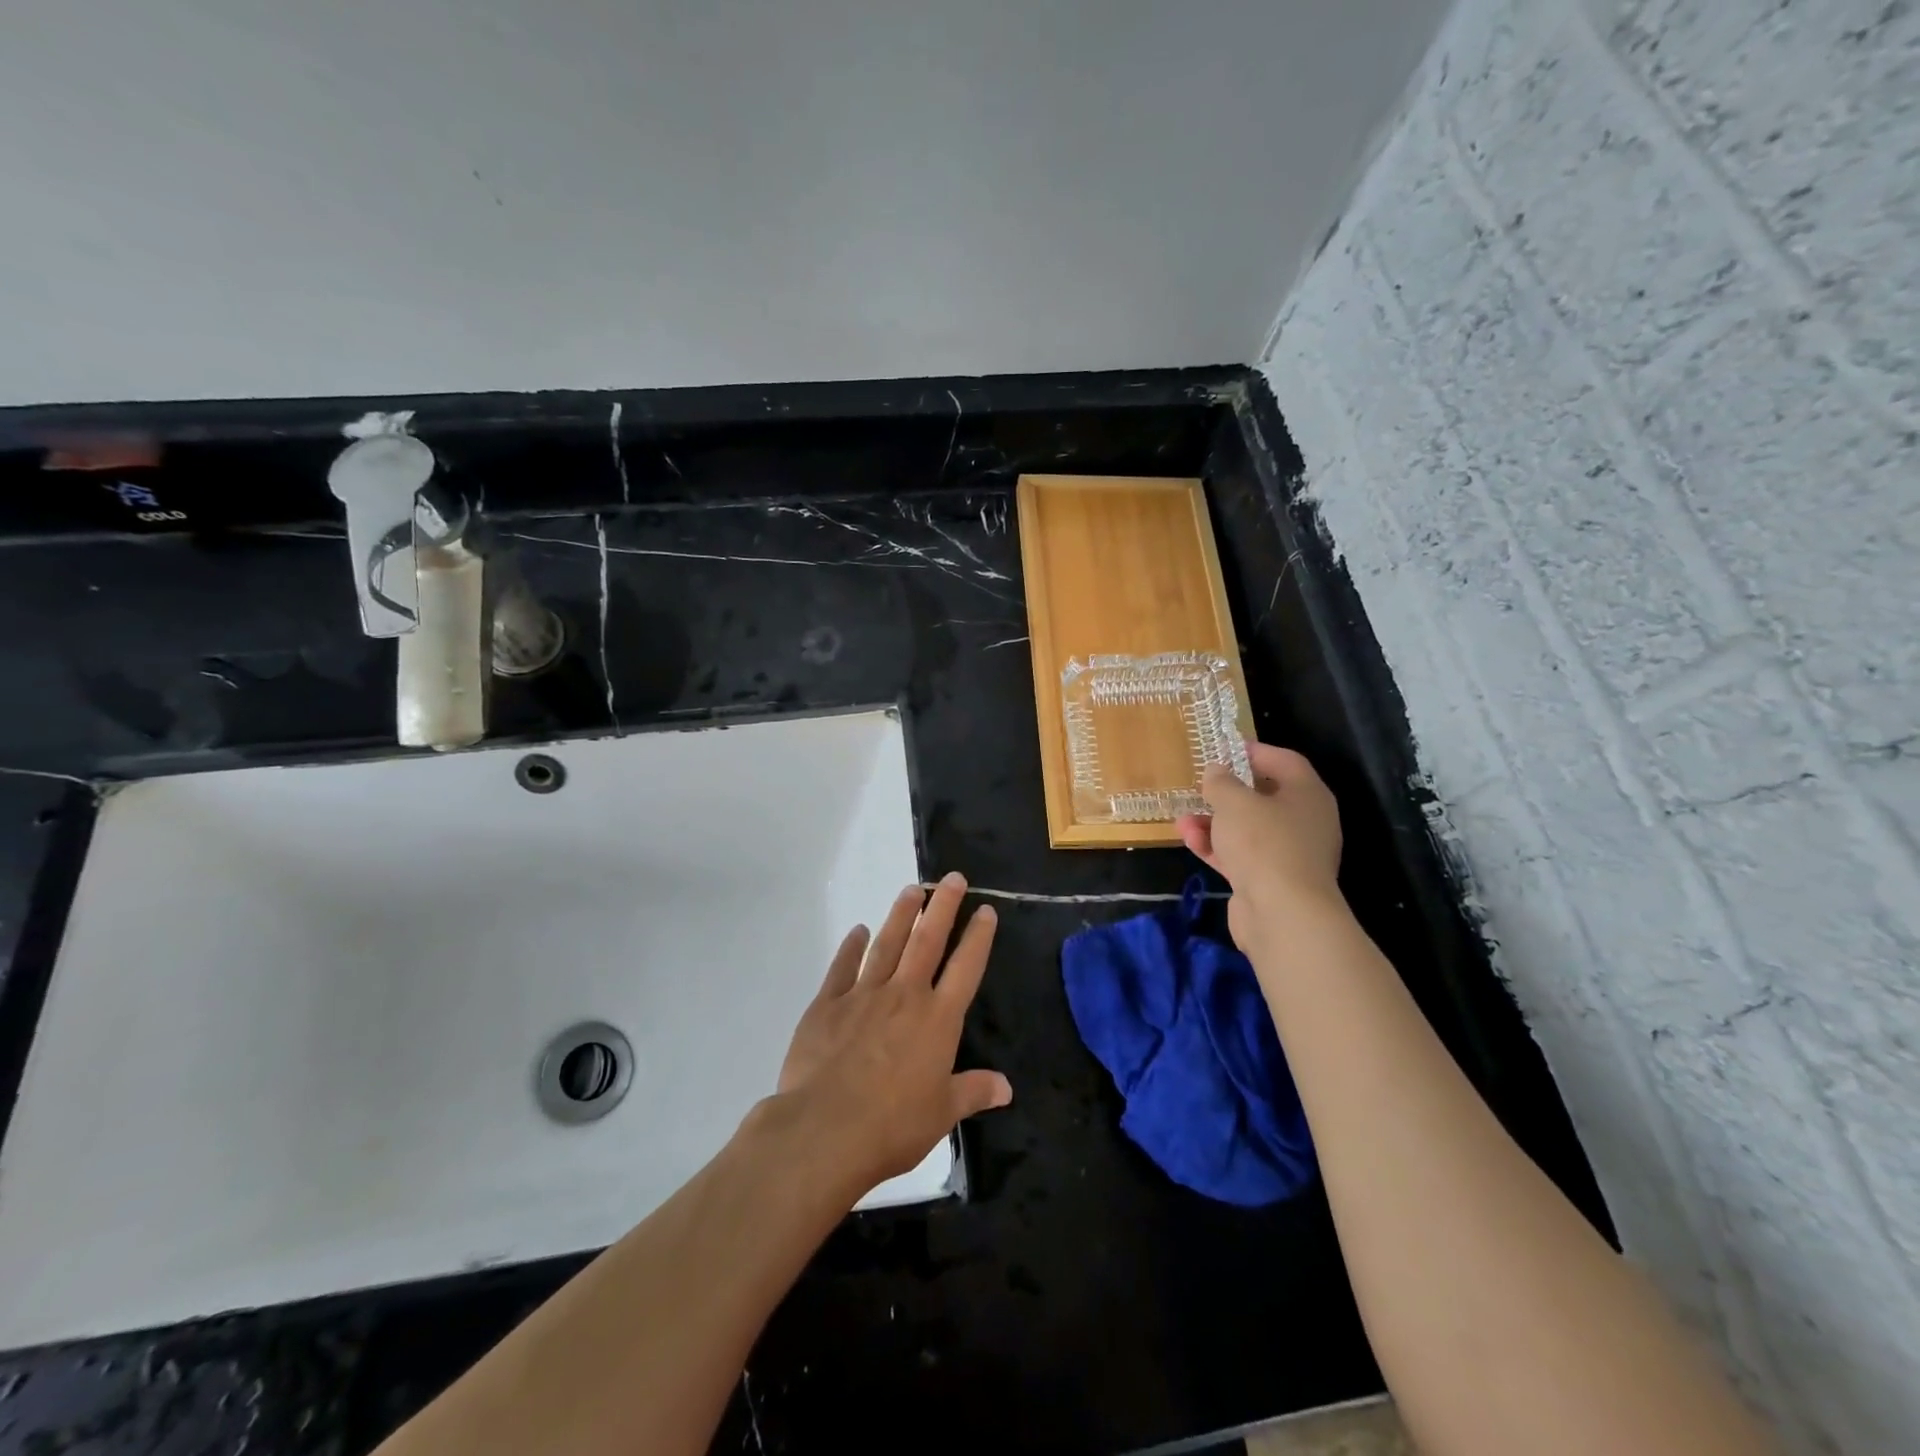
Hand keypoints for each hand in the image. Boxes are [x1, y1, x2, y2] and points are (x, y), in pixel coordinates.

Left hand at [775, 872, 1011, 1193]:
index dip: (978, 937)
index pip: (966, 968)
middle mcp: (905, 995)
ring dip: (901, 915)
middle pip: (928, 941)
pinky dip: (851, 947)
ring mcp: (864, 995)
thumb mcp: (942, 1114)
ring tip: (912, 890)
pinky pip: (843, 967)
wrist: (825, 1129)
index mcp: (937, 1019)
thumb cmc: (893, 1125)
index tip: (985, 910)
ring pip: (887, 944)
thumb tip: (1007, 1087)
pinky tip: (858, 931)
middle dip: (943, 907)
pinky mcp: (828, 1004)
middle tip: (952, 878)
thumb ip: (973, 1092)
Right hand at [1177, 741, 1345, 953]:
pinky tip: (1190, 841)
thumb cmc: (1263, 843)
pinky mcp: (1270, 881)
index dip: (1254, 751)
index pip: (1284, 761)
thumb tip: (1217, 771)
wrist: (1282, 914)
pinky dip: (1217, 848)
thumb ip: (1221, 782)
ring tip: (1183, 820)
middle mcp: (1304, 821)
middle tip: (1201, 786)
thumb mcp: (1234, 802)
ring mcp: (1289, 854)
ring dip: (1214, 823)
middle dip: (1226, 793)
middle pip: (1263, 797)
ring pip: (1247, 829)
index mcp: (1307, 794)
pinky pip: (1241, 856)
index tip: (1224, 749)